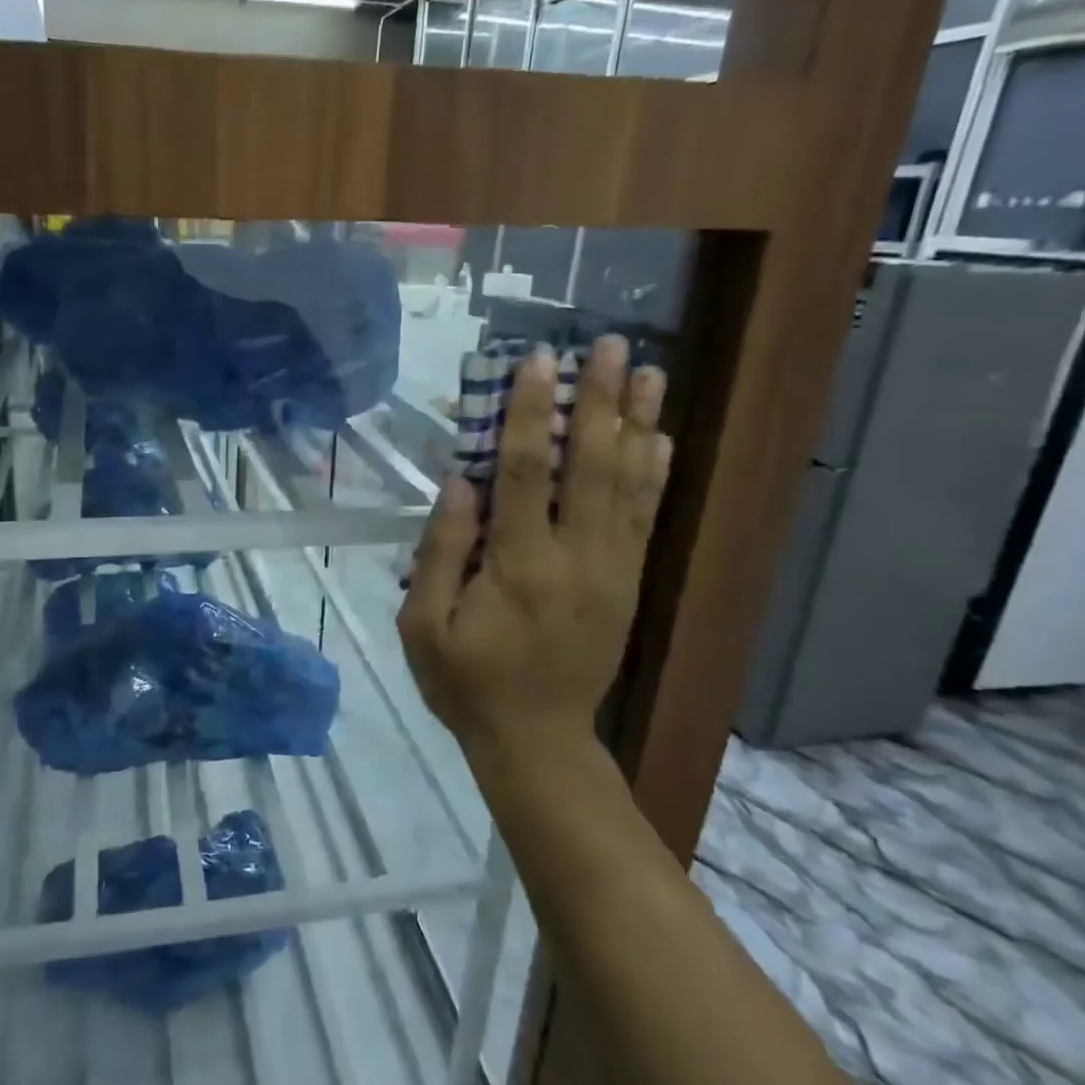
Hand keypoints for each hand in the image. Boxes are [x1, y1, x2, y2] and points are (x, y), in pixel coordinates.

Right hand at [397, 334, 672, 763]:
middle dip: (599, 401)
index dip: (531, 413)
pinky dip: (655, 472)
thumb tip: (462, 482)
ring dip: (638, 422)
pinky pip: (646, 517)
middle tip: (608, 345)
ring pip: (629, 483)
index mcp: (518, 566)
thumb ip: (441, 553)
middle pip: (592, 465)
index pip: (526, 473)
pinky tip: (660, 435)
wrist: (536, 740)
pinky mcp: (627, 583)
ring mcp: (611, 569)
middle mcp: (575, 558)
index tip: (536, 362)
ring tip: (645, 370)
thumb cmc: (466, 682)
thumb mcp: (424, 627)